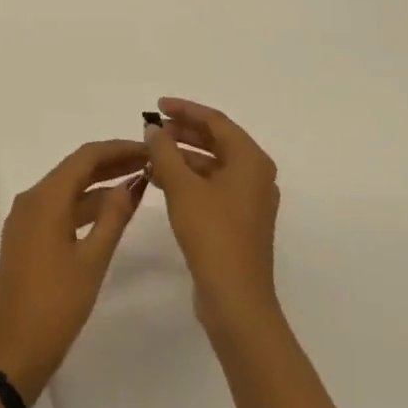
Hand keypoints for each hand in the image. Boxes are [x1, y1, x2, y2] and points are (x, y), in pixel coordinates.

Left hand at [0, 140, 147, 402]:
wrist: (12, 351)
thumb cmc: (55, 306)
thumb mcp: (92, 262)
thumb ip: (112, 219)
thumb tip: (129, 184)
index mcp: (45, 198)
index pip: (85, 157)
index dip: (118, 149)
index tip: (148, 148)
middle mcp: (31, 199)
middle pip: (75, 169)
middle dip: (111, 163)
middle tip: (149, 164)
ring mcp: (25, 219)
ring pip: (67, 189)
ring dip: (99, 185)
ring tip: (137, 184)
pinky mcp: (26, 238)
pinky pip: (58, 208)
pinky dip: (84, 205)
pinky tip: (109, 213)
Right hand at [144, 98, 281, 330]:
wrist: (236, 300)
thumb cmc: (212, 234)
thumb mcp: (181, 187)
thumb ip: (164, 151)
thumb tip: (153, 129)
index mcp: (251, 160)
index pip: (215, 121)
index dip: (185, 110)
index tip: (157, 106)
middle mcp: (256, 175)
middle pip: (217, 141)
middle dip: (182, 133)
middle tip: (152, 130)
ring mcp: (249, 200)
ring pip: (213, 165)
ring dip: (182, 157)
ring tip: (151, 155)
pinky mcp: (239, 221)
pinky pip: (212, 186)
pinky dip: (189, 179)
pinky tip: (162, 182)